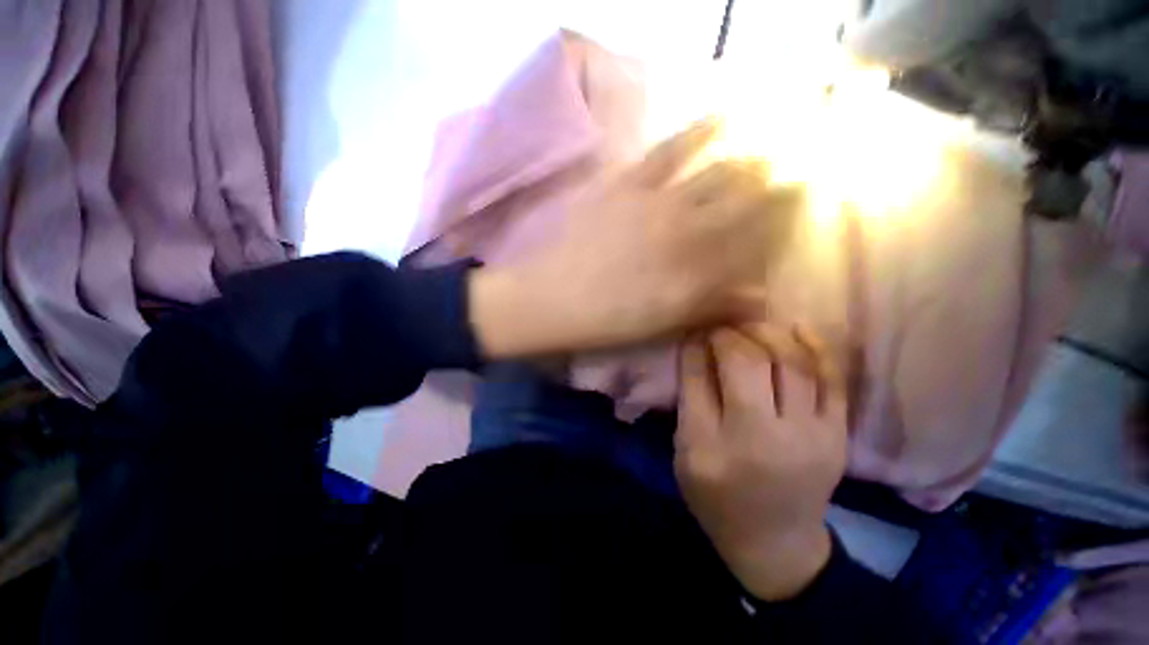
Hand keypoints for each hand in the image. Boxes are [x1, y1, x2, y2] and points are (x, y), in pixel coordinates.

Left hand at [469, 119, 802, 358]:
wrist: (549, 299)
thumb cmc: (605, 320)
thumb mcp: (662, 325)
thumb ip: (713, 308)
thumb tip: (765, 300)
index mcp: (697, 271)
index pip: (757, 240)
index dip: (784, 222)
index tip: (804, 206)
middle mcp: (689, 231)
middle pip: (746, 200)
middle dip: (777, 185)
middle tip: (799, 170)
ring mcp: (658, 201)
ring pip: (719, 170)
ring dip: (752, 157)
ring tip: (775, 143)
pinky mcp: (627, 183)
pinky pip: (672, 148)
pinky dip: (701, 128)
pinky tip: (724, 113)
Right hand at [674, 325, 847, 600]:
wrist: (775, 542)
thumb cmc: (716, 496)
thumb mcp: (684, 452)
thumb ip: (688, 400)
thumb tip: (696, 349)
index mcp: (708, 447)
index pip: (698, 379)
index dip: (695, 347)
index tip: (694, 332)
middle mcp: (758, 438)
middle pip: (745, 364)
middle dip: (729, 335)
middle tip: (720, 328)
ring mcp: (807, 437)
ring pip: (790, 363)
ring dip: (767, 333)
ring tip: (751, 326)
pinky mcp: (836, 436)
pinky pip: (831, 380)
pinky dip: (815, 347)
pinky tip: (796, 328)